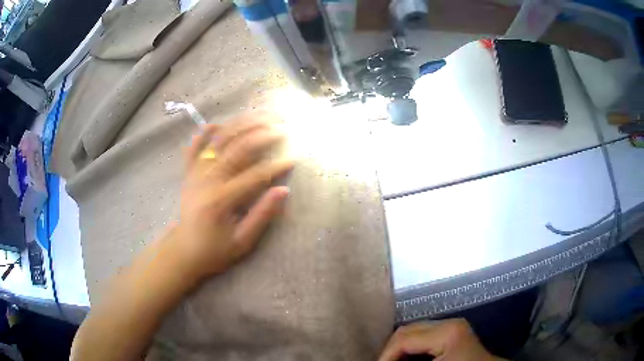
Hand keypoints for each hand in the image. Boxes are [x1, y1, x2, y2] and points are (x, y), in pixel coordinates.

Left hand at [170, 114, 292, 281]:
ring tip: (260, 116)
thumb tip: (283, 190)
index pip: (255, 175)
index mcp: (221, 200)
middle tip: (281, 127)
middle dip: (262, 134)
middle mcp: (207, 180)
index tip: (293, 158)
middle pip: (237, 148)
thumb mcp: (242, 241)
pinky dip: (204, 133)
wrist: (183, 251)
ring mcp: (195, 174)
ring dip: (240, 125)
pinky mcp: (188, 174)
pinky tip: (217, 123)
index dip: (277, 165)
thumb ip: (262, 215)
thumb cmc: (214, 250)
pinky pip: (194, 148)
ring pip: (218, 141)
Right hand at [379, 319, 504, 360]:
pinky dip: (412, 348)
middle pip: (406, 330)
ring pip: (414, 331)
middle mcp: (448, 323)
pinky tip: (408, 360)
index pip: (403, 338)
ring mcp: (451, 326)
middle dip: (391, 351)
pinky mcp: (452, 333)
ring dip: (400, 349)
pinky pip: (423, 336)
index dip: (385, 355)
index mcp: (446, 332)